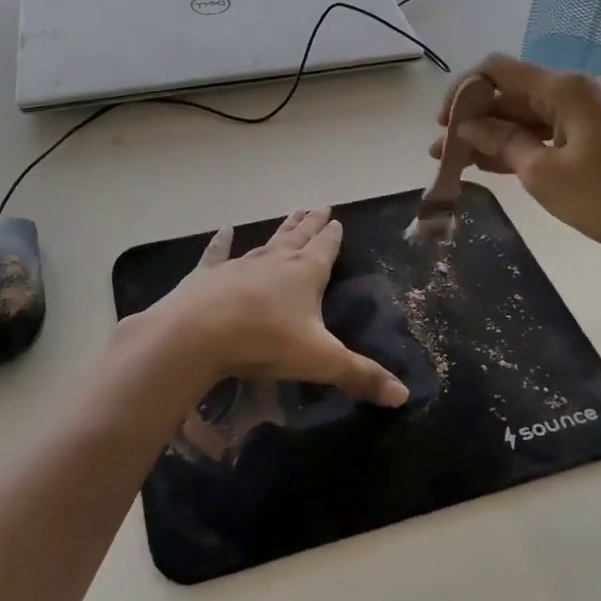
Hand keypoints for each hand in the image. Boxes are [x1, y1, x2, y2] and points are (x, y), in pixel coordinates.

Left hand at [137, 206, 410, 406]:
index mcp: (306, 274)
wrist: (198, 333)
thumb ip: (360, 376)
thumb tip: (403, 395)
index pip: (325, 249)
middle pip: (298, 237)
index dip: (333, 236)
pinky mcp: (209, 275)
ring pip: (267, 242)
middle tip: (319, 205)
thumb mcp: (321, 361)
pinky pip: (218, 253)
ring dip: (281, 230)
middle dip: (311, 223)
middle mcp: (275, 261)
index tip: (337, 219)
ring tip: (291, 214)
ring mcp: (240, 265)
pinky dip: (221, 242)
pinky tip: (223, 230)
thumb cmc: (265, 341)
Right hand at [430, 53, 600, 270]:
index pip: (499, 70)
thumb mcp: (544, 173)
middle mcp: (580, 89)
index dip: (463, 92)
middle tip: (442, 154)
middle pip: (514, 93)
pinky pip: (551, 132)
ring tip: (458, 163)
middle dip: (475, 120)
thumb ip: (501, 143)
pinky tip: (494, 164)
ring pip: (531, 116)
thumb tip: (468, 126)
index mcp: (567, 87)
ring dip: (495, 135)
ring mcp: (594, 112)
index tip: (442, 125)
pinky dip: (522, 145)